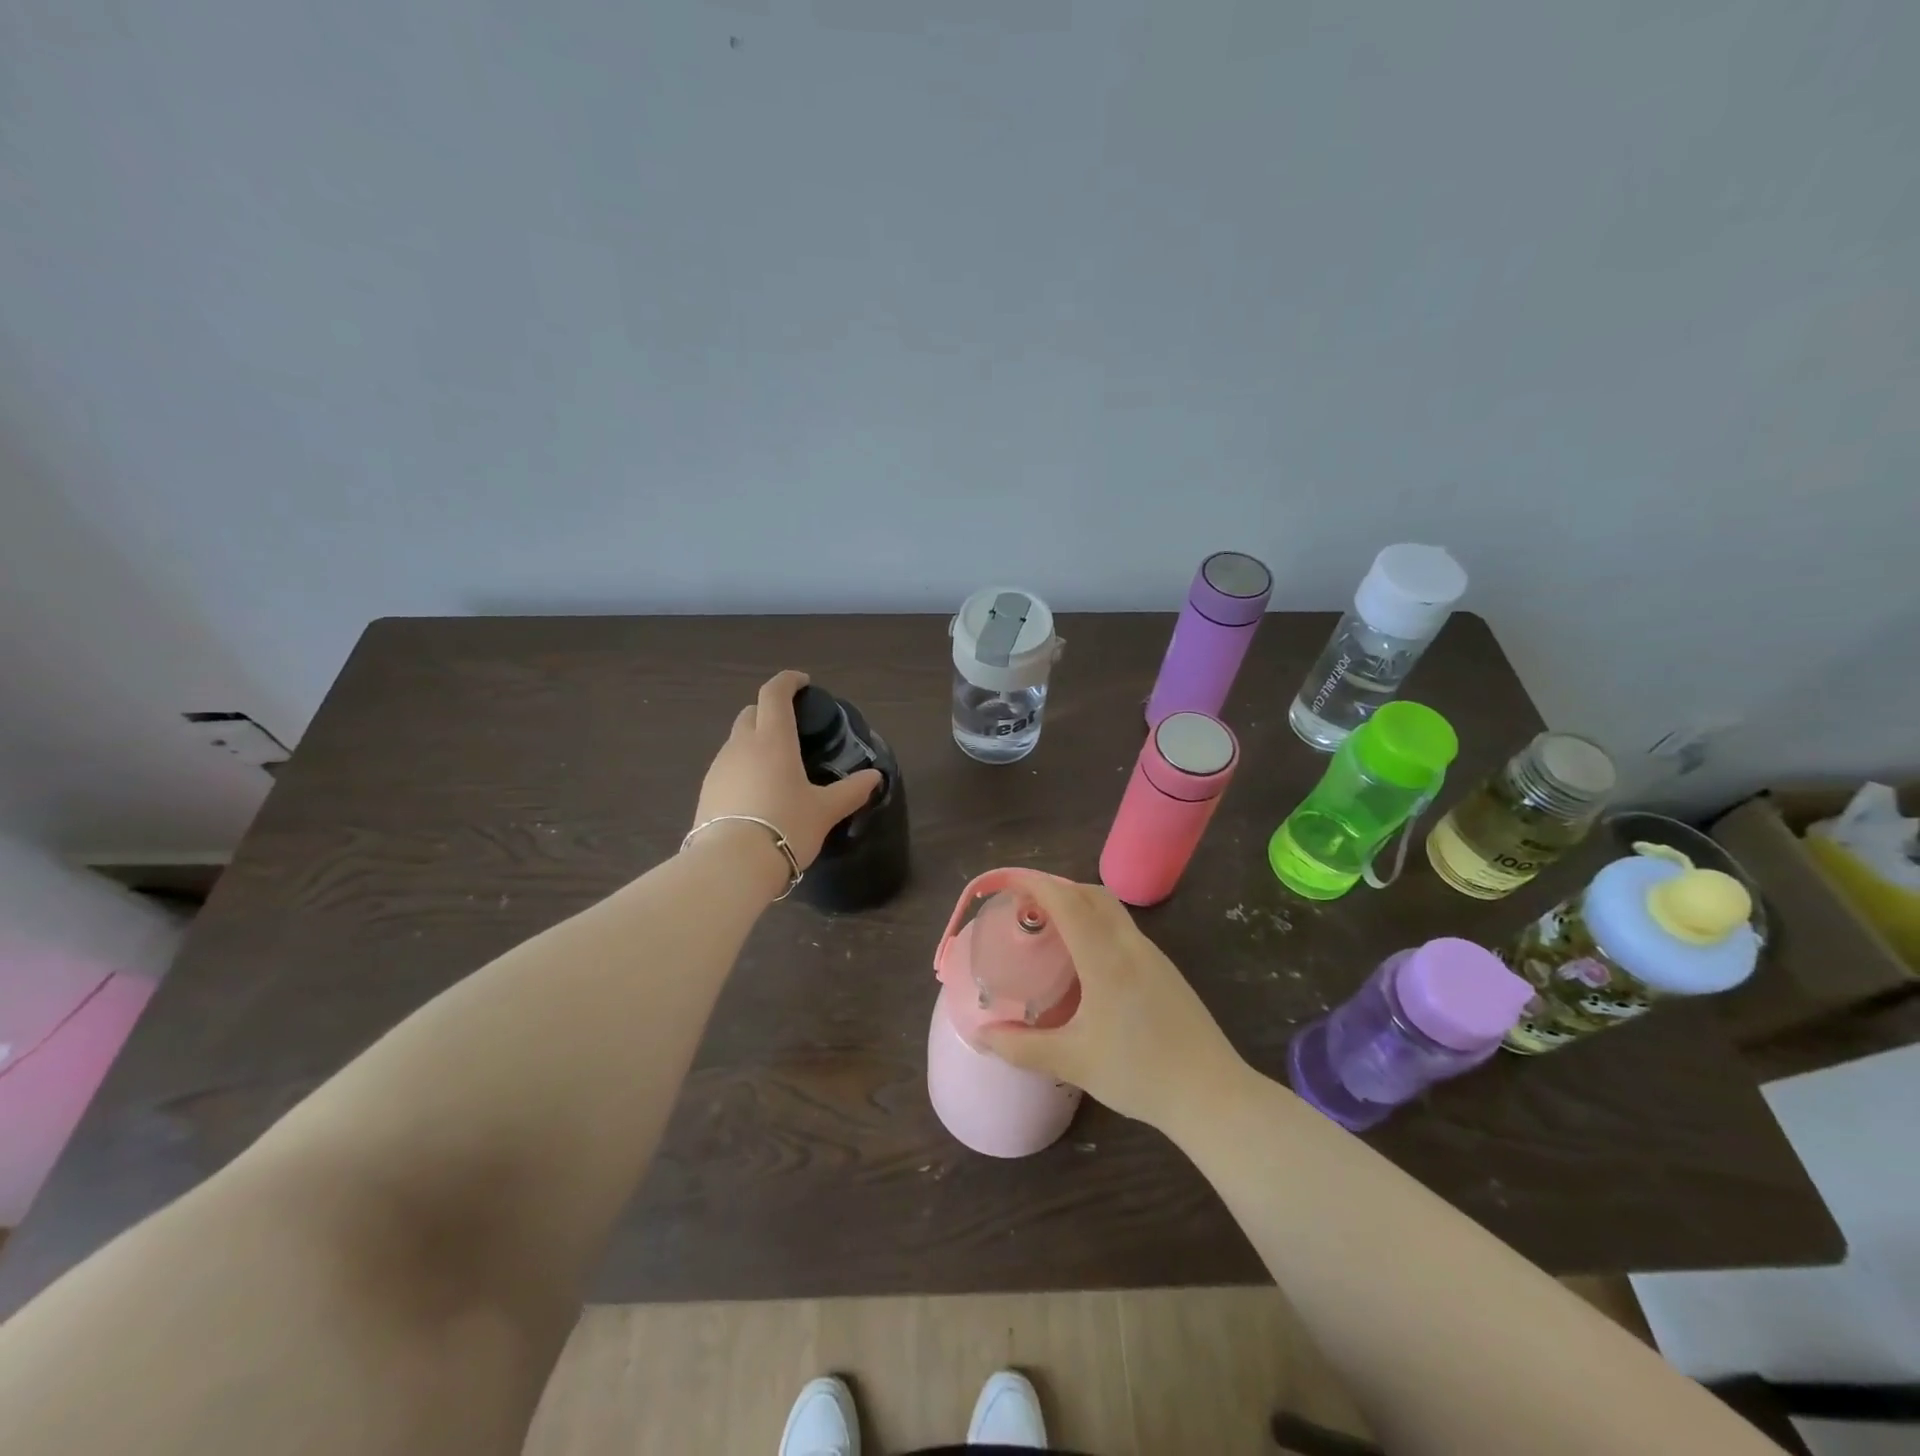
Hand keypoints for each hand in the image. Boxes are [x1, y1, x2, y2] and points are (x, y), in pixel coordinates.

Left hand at [693, 670, 882, 871]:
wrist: (731, 865)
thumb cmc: (786, 826)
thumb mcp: (825, 810)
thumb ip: (851, 791)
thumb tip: (875, 777)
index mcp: (773, 739)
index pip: (774, 694)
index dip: (788, 681)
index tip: (803, 683)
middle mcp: (741, 745)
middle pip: (751, 713)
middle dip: (769, 711)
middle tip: (791, 727)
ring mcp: (719, 768)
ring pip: (736, 741)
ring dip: (754, 742)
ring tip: (776, 766)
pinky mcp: (706, 792)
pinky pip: (727, 768)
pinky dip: (743, 768)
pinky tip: (757, 792)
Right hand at [978, 877, 1246, 1130]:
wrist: (1212, 1095)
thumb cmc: (1140, 1074)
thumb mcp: (1073, 1062)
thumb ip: (1022, 1048)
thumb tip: (982, 1037)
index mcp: (1106, 958)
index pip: (1067, 901)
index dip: (1036, 884)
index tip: (1008, 884)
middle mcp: (1131, 945)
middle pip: (1092, 894)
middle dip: (1057, 889)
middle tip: (1025, 907)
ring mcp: (1154, 956)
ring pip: (1112, 910)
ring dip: (1079, 904)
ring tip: (1051, 928)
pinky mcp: (1166, 971)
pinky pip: (1124, 929)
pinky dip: (1097, 924)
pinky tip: (1087, 959)